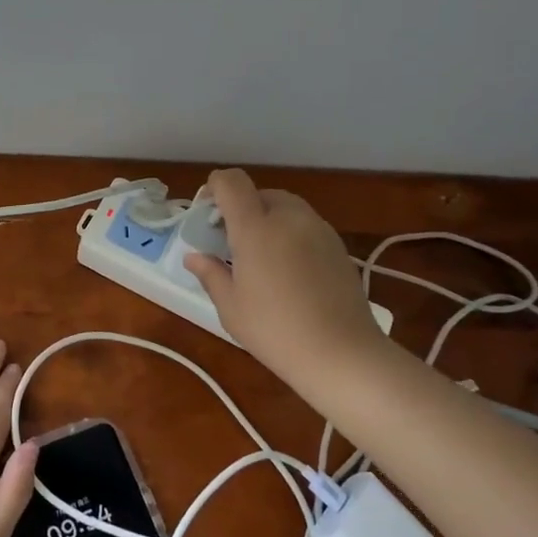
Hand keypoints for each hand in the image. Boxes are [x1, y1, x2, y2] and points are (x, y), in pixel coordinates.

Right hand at [183, 169, 392, 387]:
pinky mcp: (338, 245)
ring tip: (261, 260)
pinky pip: (305, 226)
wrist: (343, 354)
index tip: (207, 216)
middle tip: (231, 245)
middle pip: (259, 193)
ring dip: (267, 221)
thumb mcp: (231, 307)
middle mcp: (288, 217)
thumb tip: (194, 257)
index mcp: (256, 227)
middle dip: (241, 210)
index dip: (215, 188)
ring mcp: (318, 229)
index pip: (231, 182)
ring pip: (285, 208)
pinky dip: (290, 235)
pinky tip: (289, 272)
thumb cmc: (276, 331)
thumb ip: (210, 273)